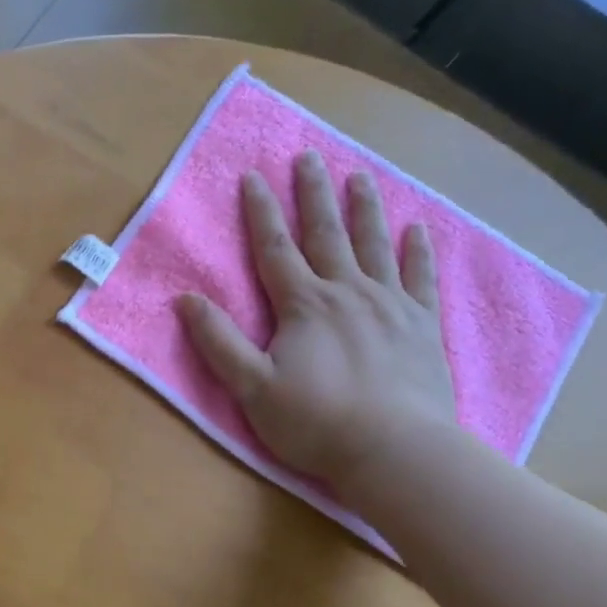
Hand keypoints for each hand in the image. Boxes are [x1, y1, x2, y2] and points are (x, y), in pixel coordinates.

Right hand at [176, 152, 456, 487]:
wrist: (397, 451)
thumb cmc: (316, 421)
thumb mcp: (251, 386)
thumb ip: (218, 341)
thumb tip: (184, 300)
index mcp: (303, 305)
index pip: (275, 248)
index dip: (260, 211)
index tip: (253, 175)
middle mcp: (346, 292)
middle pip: (326, 234)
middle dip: (313, 194)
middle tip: (309, 156)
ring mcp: (390, 305)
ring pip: (374, 245)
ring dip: (364, 208)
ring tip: (360, 175)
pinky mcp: (422, 326)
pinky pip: (420, 278)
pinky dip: (418, 251)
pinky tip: (418, 229)